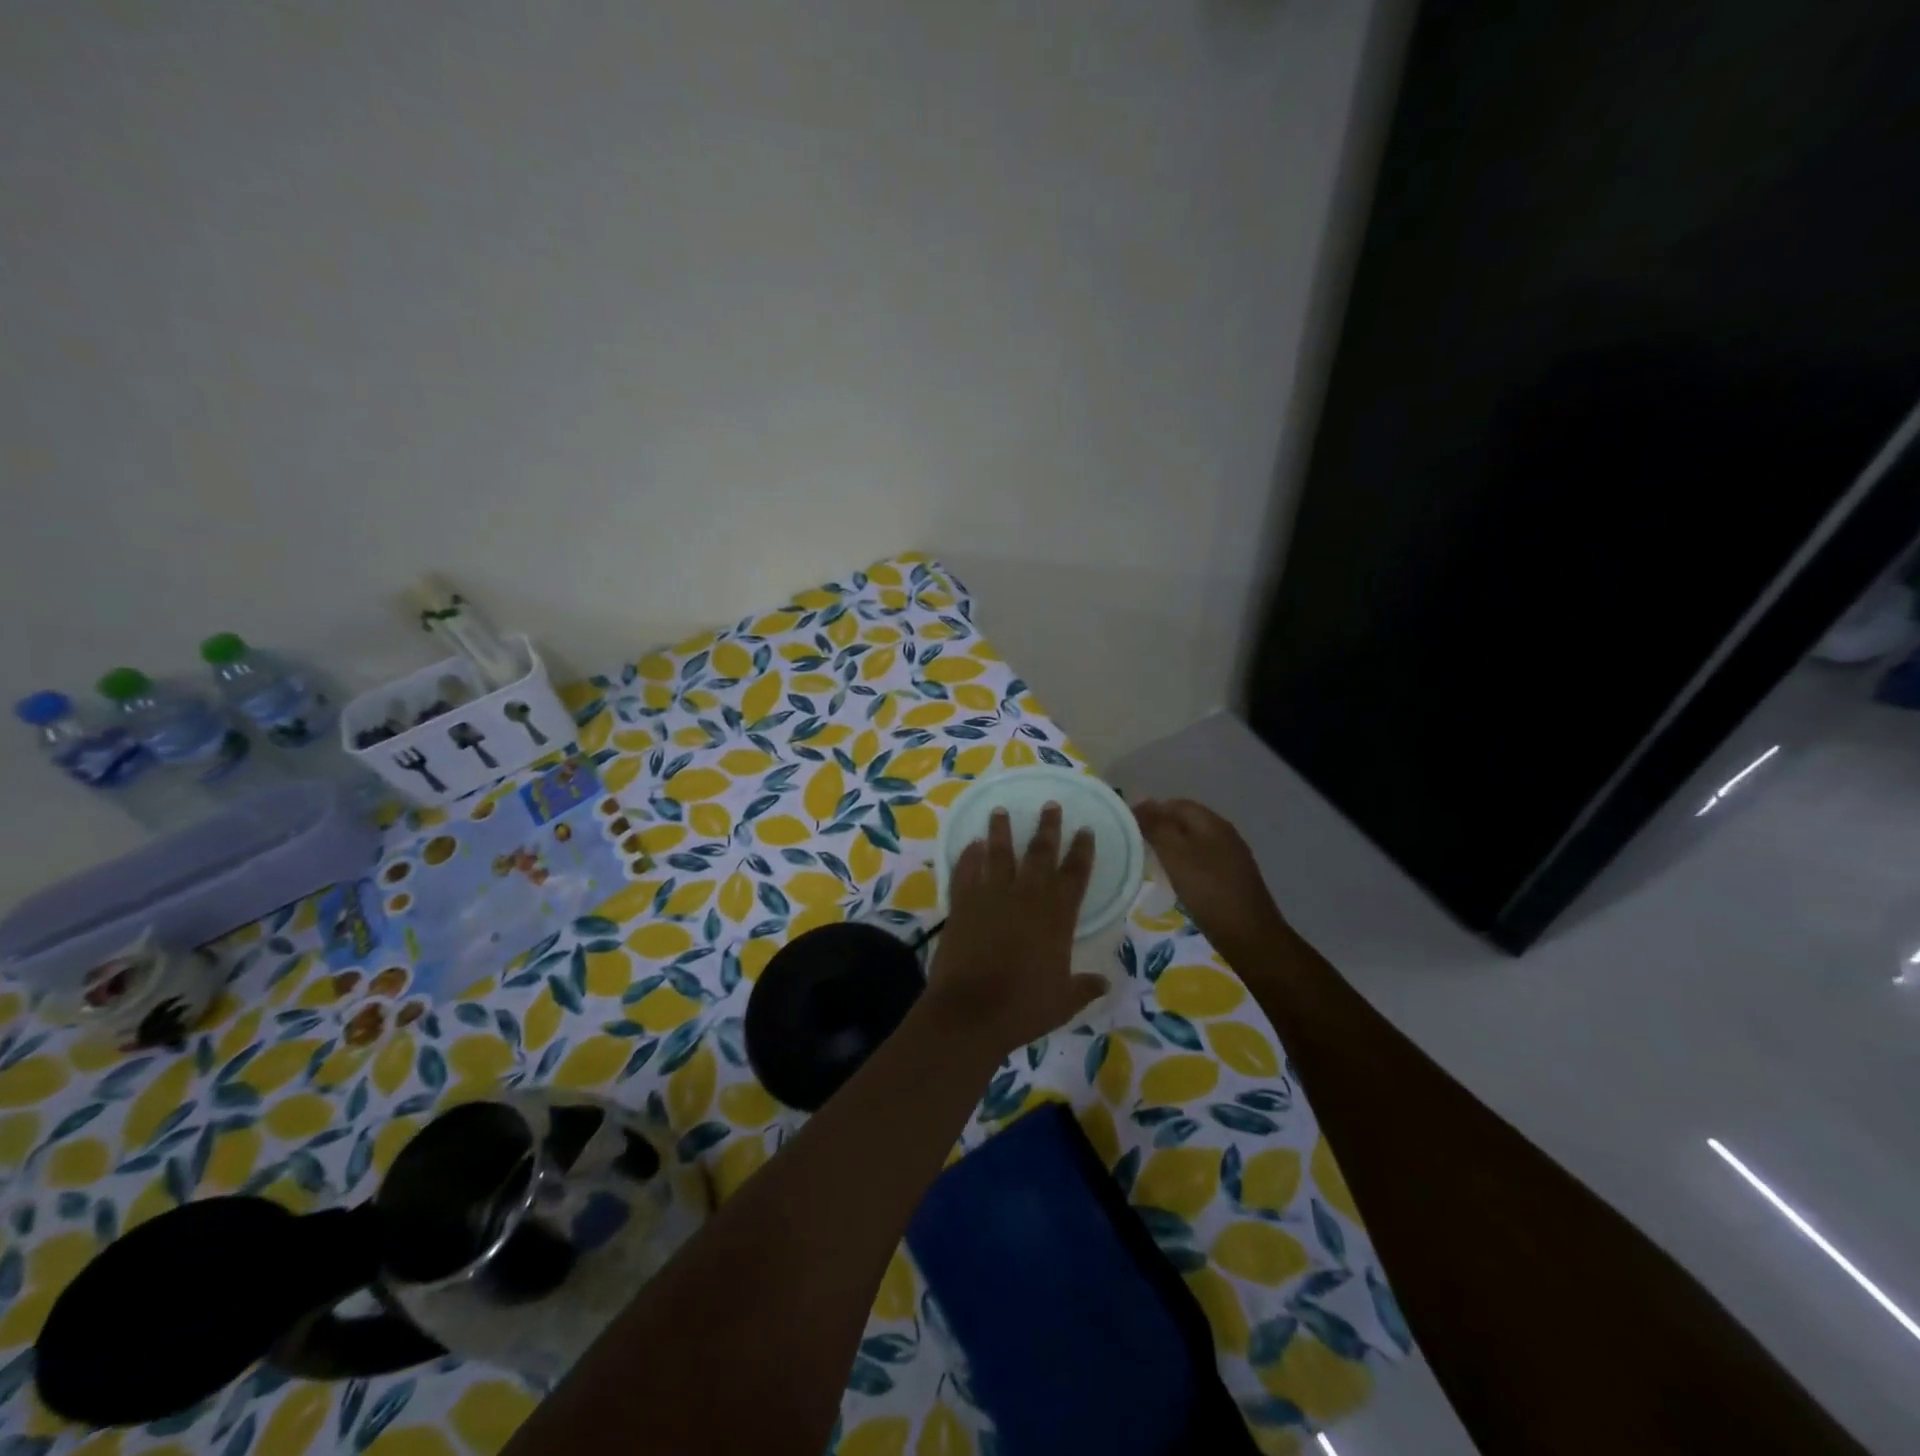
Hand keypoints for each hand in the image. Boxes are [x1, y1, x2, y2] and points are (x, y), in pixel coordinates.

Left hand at [925, 804, 1108, 1058]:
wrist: (970, 1012)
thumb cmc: (1023, 1007)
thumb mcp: (1064, 1002)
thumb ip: (1084, 987)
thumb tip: (1104, 983)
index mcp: (1056, 916)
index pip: (1075, 874)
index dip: (1082, 851)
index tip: (1086, 830)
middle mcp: (1026, 897)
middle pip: (1040, 853)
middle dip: (1047, 827)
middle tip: (1050, 805)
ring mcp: (991, 896)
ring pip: (999, 853)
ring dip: (1001, 830)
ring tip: (1000, 810)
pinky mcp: (962, 904)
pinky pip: (966, 871)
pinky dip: (969, 856)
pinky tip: (972, 844)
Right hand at [1133, 799, 1287, 956]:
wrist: (1250, 936)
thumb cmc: (1208, 891)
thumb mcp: (1175, 855)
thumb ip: (1157, 827)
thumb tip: (1141, 803)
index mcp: (1212, 823)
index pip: (1176, 804)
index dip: (1150, 810)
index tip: (1127, 827)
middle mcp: (1224, 834)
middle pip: (1186, 821)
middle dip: (1160, 828)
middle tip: (1136, 845)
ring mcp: (1231, 857)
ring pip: (1194, 842)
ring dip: (1172, 847)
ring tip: (1151, 862)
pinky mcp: (1233, 879)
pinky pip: (1202, 861)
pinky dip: (1185, 864)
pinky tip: (1176, 880)